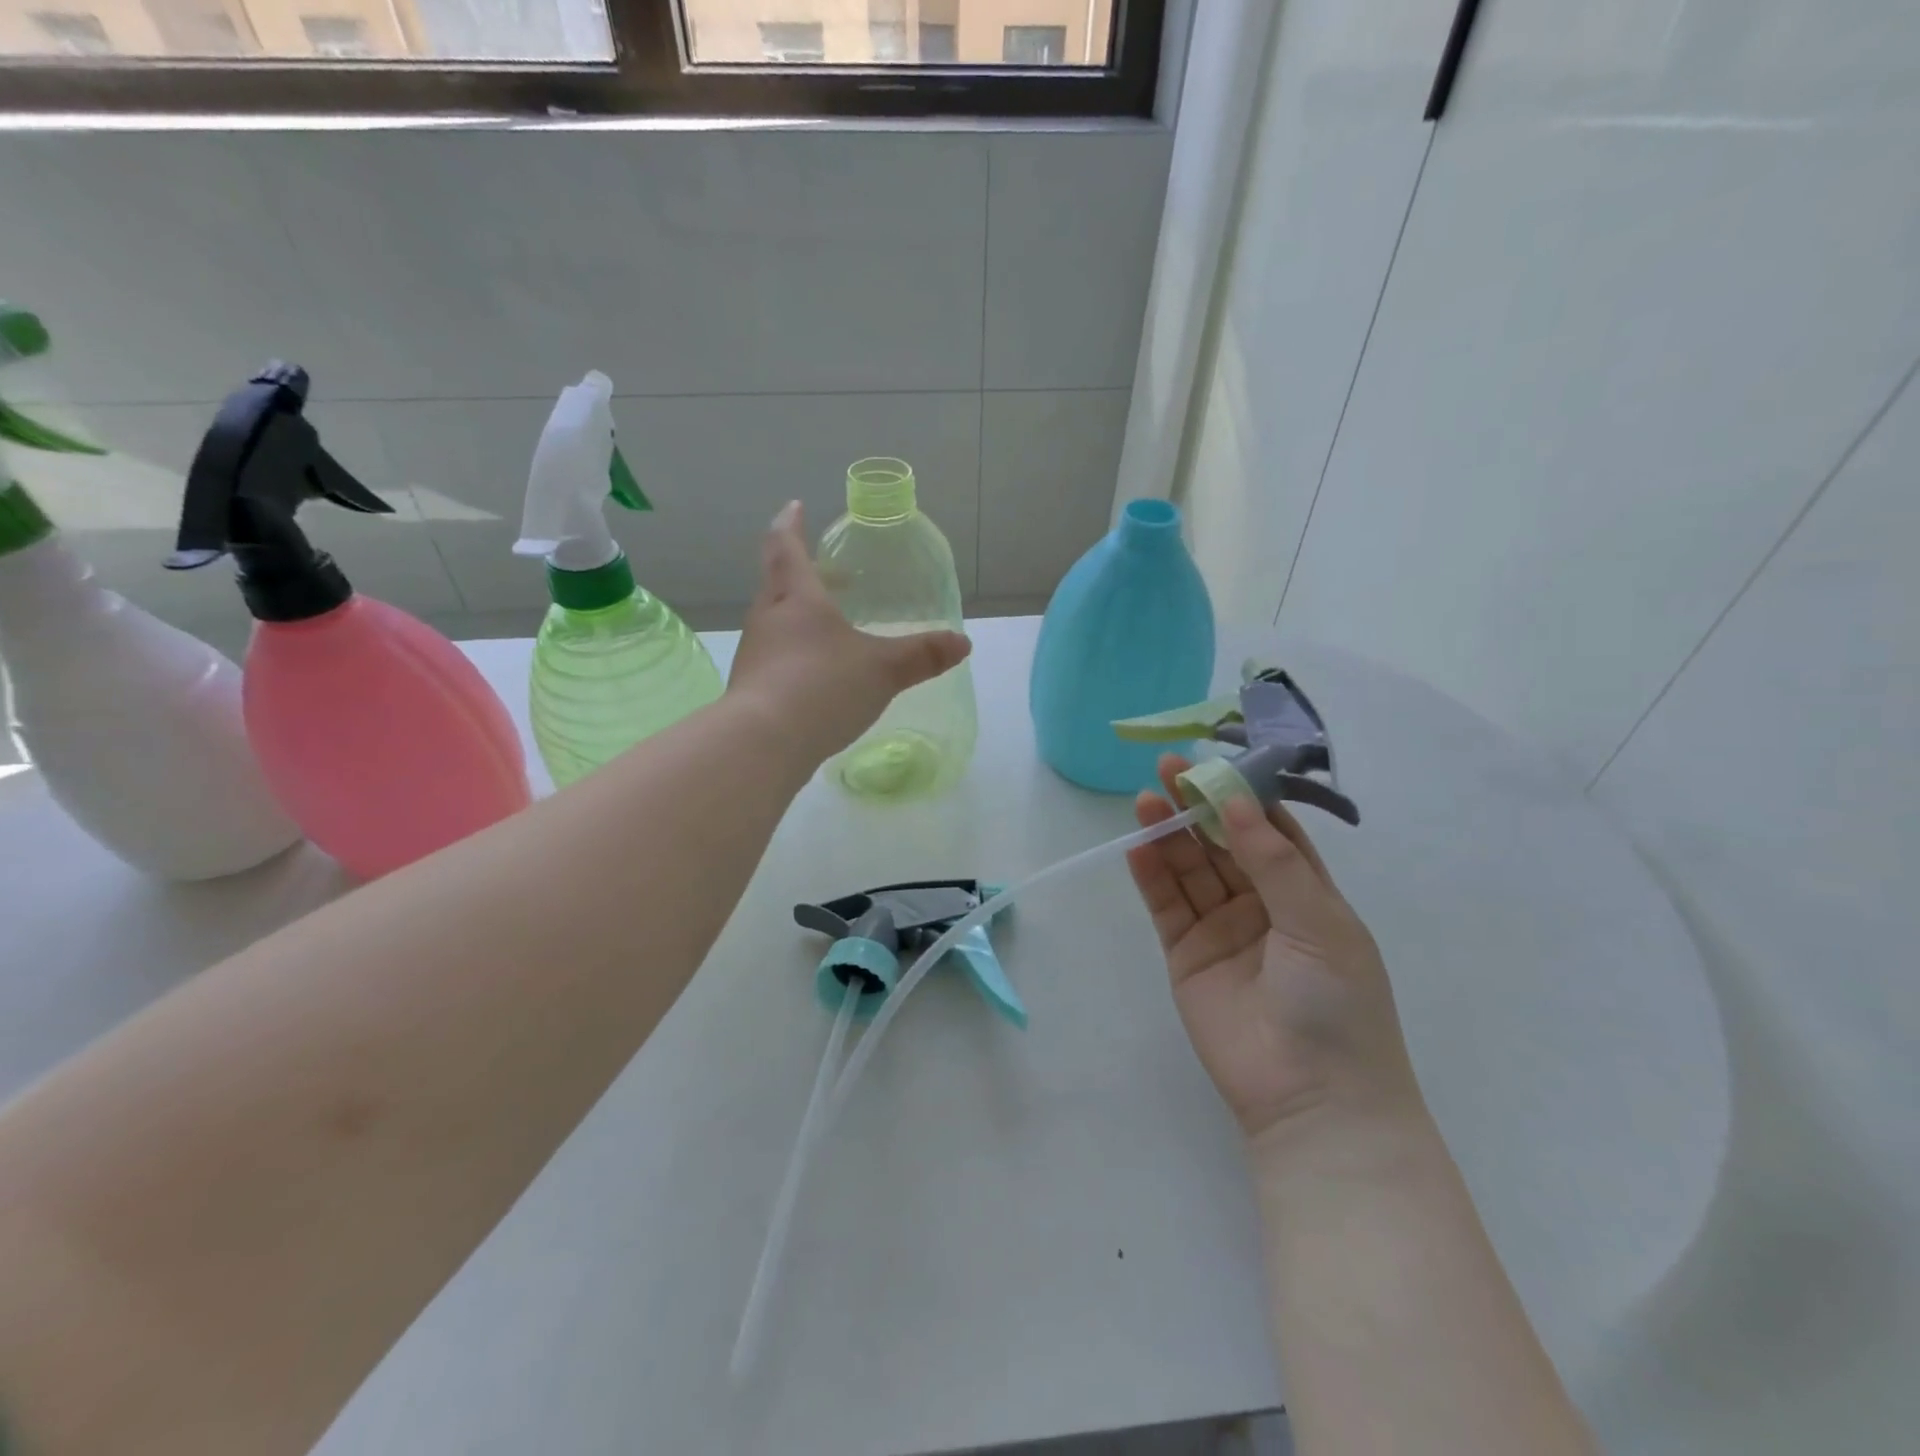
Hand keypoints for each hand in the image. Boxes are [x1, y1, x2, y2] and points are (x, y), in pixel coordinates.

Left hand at [728, 502, 970, 765]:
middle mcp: (769, 619)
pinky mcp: (751, 689)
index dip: (791, 524)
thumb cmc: (822, 688)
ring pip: (776, 622)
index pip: (787, 547)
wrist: (762, 744)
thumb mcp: (882, 670)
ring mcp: (755, 655)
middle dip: (804, 573)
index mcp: (797, 599)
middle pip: (779, 583)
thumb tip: (963, 643)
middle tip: (830, 573)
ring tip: (831, 627)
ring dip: (800, 615)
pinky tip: (817, 676)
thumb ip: (922, 655)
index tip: (795, 506)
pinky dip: (796, 653)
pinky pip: (776, 658)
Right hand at [1126, 755, 1425, 1151]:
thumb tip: (1237, 801)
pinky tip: (1137, 845)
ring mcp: (1221, 929)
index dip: (1243, 796)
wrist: (1312, 1100)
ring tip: (1145, 799)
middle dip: (1198, 807)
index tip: (1215, 763)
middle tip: (1167, 769)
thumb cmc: (1337, 1005)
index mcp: (1307, 895)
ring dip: (1169, 835)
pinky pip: (1167, 906)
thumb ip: (1273, 861)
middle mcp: (1262, 906)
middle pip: (1223, 844)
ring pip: (1191, 870)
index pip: (1271, 831)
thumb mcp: (1319, 923)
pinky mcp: (1187, 955)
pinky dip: (1151, 875)